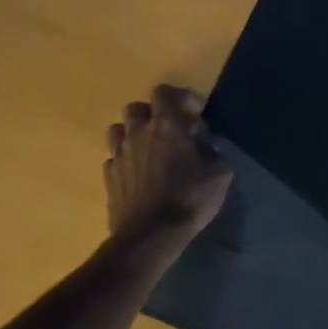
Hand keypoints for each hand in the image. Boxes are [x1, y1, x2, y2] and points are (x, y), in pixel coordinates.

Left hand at [104, 85, 232, 250]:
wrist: (151, 236)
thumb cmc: (190, 198)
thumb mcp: (219, 172)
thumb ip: (212, 150)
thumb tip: (204, 143)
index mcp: (166, 125)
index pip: (164, 92)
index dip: (179, 97)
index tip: (194, 114)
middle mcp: (138, 133)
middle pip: (136, 108)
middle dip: (152, 113)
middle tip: (168, 130)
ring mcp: (119, 155)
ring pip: (117, 129)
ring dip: (132, 133)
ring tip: (148, 148)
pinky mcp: (108, 178)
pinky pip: (113, 157)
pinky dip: (124, 159)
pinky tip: (137, 173)